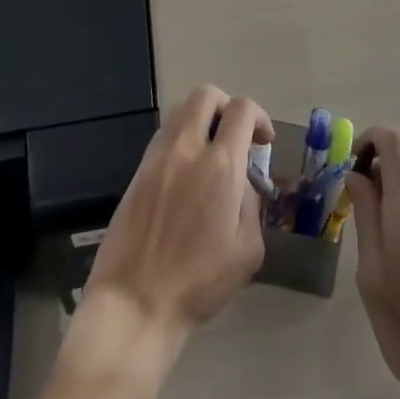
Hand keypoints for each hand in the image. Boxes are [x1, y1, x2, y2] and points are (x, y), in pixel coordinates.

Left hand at [83, 84, 271, 353]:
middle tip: (235, 135)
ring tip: (210, 153)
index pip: (241, 109)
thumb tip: (242, 184)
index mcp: (220, 165)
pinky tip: (185, 174)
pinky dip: (180, 140)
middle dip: (226, 106)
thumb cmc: (199, 284)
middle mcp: (187, 149)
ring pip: (180, 111)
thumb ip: (251, 205)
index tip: (263, 141)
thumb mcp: (248, 251)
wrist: (135, 303)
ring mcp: (157, 157)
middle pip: (205, 95)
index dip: (259, 116)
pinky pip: (163, 136)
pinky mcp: (137, 172)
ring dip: (201, 121)